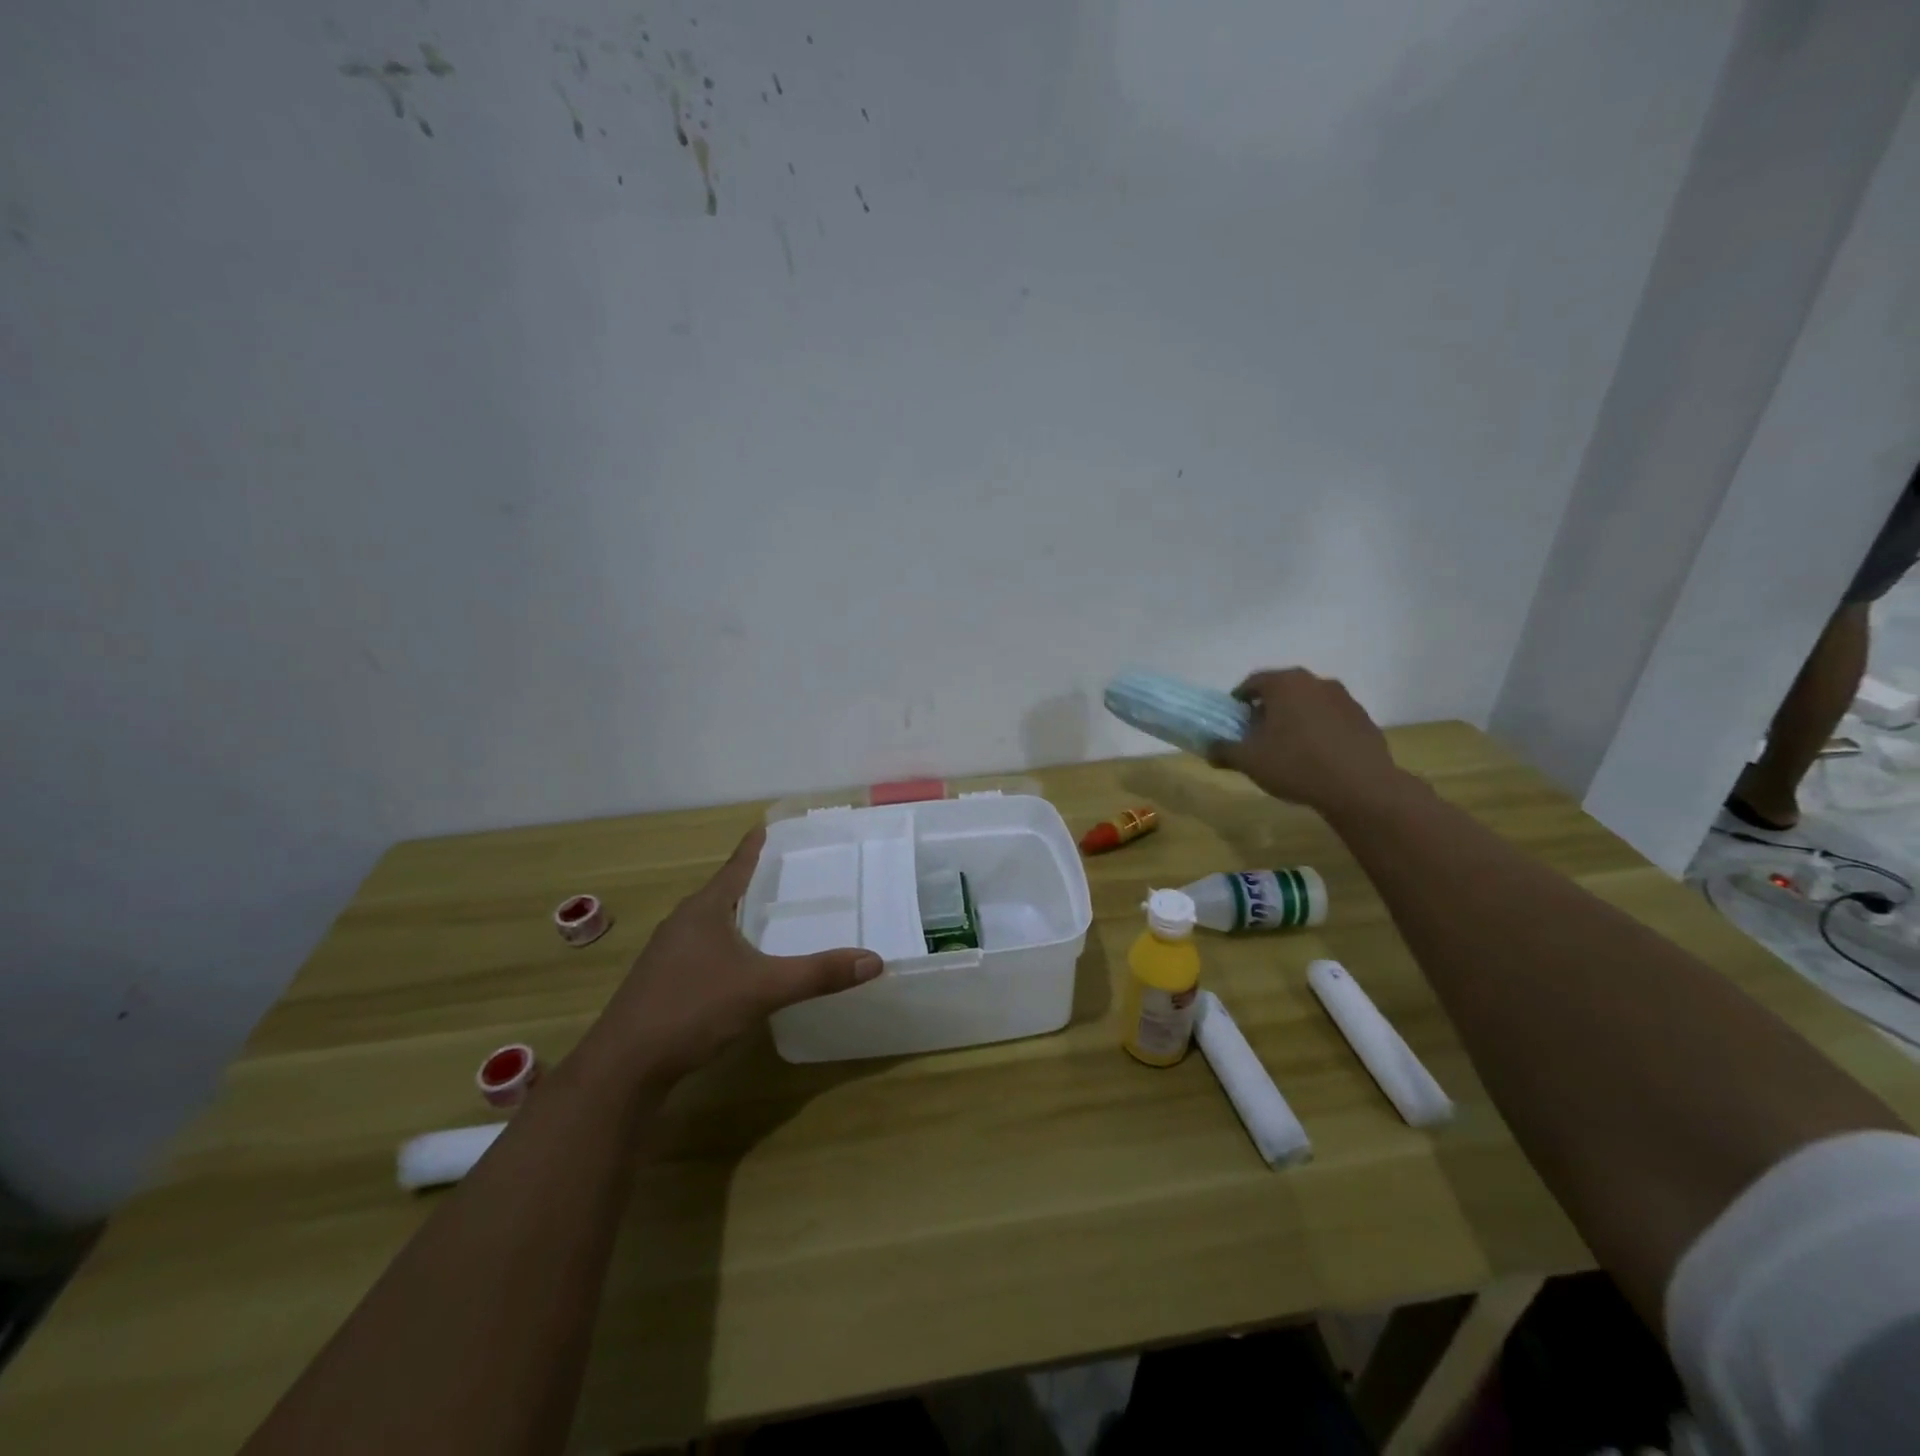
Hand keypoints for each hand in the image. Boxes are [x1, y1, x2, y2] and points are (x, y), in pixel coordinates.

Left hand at [578, 827, 881, 1090]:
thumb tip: (874, 960)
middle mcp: (682, 923)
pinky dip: (725, 946)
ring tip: (767, 918)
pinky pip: (701, 951)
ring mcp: (667, 955)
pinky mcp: (661, 983)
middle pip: (722, 892)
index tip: (766, 825)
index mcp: (704, 910)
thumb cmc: (692, 1009)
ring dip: (736, 917)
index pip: (736, 866)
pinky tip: (739, 967)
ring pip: (709, 924)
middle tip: (784, 874)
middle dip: (750, 883)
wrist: (623, 1067)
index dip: (754, 846)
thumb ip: (818, 974)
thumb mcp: (763, 989)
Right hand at [1207, 667, 1402, 816]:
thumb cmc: (1296, 765)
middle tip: (1257, 734)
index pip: (1253, 683)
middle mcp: (1315, 682)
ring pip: (1308, 703)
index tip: (1233, 721)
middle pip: (1282, 690)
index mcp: (1285, 684)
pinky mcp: (1363, 719)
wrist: (1360, 787)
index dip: (1238, 701)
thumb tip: (1209, 748)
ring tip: (1287, 747)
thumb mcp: (1249, 761)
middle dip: (1267, 709)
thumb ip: (1224, 750)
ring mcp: (1344, 699)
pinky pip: (1331, 718)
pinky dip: (1319, 730)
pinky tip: (1316, 756)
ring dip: (1295, 718)